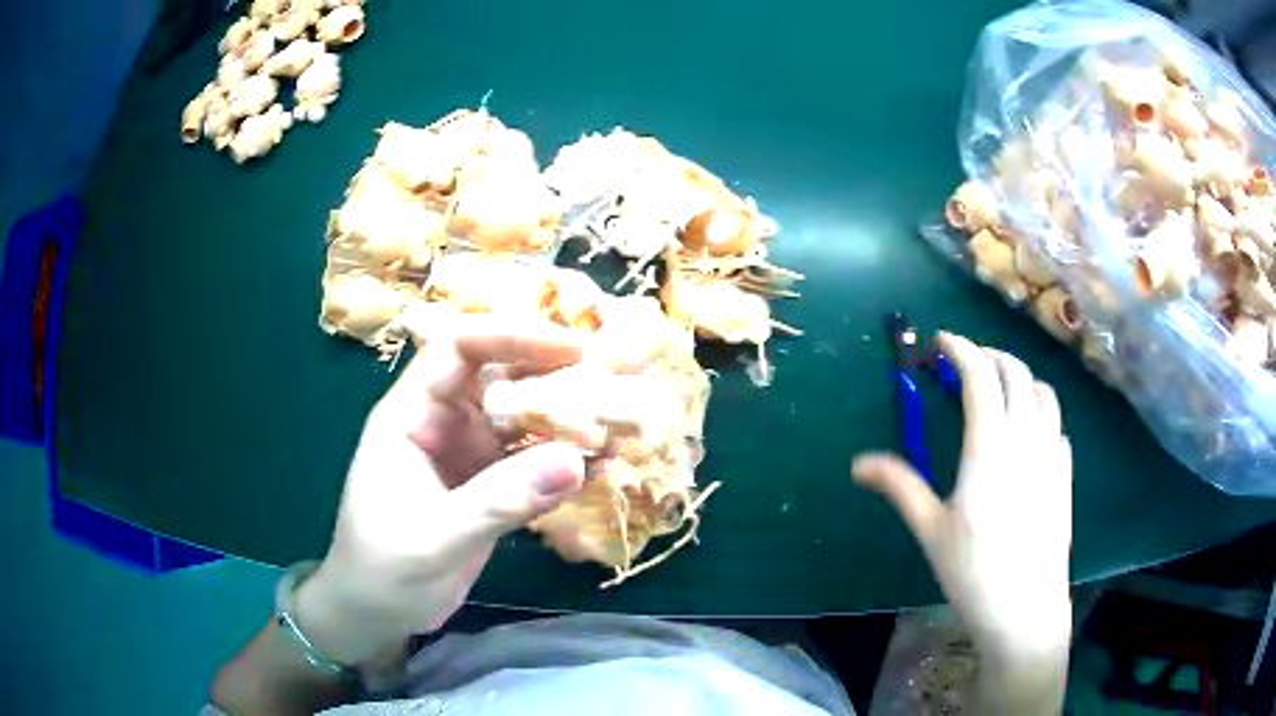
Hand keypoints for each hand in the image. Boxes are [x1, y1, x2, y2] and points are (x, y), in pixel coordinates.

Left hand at [295, 315, 588, 666]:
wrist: (375, 614)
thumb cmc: (382, 568)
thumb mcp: (434, 536)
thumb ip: (500, 500)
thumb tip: (578, 461)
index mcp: (412, 414)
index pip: (460, 349)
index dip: (514, 337)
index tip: (573, 347)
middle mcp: (444, 423)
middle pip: (502, 378)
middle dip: (556, 374)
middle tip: (617, 379)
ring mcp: (470, 457)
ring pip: (525, 421)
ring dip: (570, 420)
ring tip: (623, 422)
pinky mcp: (490, 488)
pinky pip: (534, 464)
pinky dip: (566, 464)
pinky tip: (603, 466)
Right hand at [853, 332, 1071, 661]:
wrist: (1025, 608)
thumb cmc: (973, 572)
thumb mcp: (931, 530)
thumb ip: (900, 487)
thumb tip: (859, 464)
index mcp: (989, 448)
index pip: (980, 376)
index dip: (961, 349)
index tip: (941, 341)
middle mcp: (1026, 438)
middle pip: (1016, 373)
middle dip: (990, 355)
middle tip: (966, 362)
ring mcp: (1052, 453)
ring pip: (1044, 391)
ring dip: (1019, 377)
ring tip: (999, 389)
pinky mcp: (1065, 472)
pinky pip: (1056, 422)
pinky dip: (1039, 409)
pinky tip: (1026, 432)